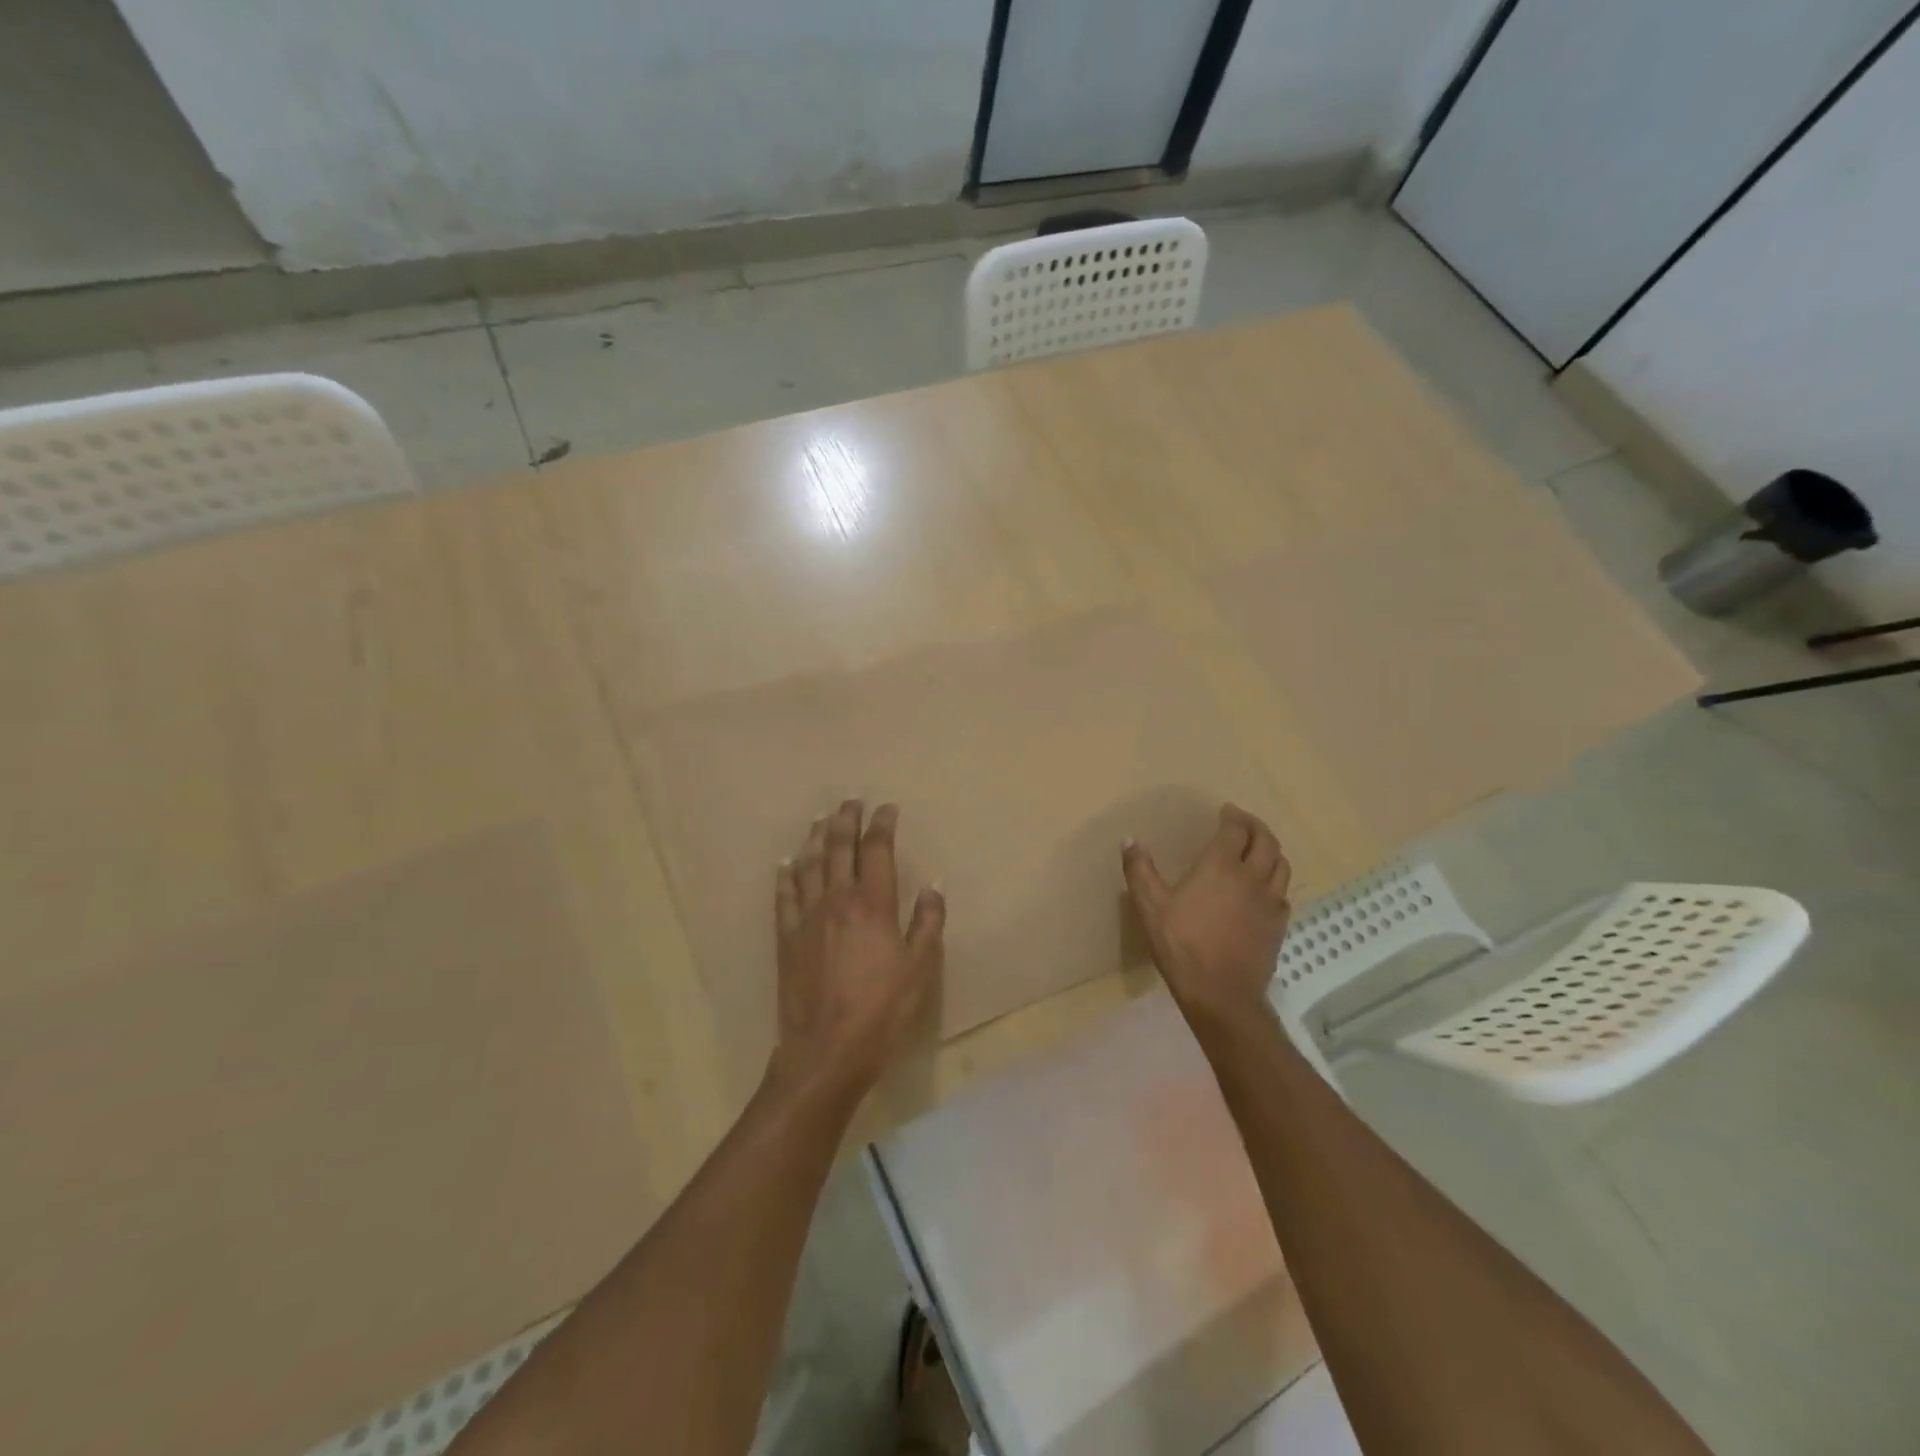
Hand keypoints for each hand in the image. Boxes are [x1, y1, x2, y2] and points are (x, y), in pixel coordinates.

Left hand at [770, 800, 944, 1099]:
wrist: (826, 1050)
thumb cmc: (882, 1010)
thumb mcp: (920, 969)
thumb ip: (927, 923)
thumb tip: (932, 887)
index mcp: (873, 904)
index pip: (877, 850)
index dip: (882, 824)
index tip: (887, 808)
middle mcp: (837, 900)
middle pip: (839, 847)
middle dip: (846, 819)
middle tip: (851, 801)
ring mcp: (807, 917)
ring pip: (809, 864)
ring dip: (815, 837)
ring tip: (820, 818)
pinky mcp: (786, 937)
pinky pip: (784, 895)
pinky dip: (786, 874)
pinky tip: (786, 862)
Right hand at [1121, 803, 1291, 1024]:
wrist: (1221, 994)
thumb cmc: (1182, 946)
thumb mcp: (1150, 907)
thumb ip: (1140, 870)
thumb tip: (1130, 840)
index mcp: (1221, 866)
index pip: (1235, 830)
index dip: (1232, 816)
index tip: (1225, 811)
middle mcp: (1251, 877)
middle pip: (1266, 841)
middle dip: (1256, 826)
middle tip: (1243, 822)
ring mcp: (1270, 902)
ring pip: (1281, 864)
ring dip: (1270, 850)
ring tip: (1258, 849)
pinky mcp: (1279, 925)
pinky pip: (1283, 892)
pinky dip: (1275, 880)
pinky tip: (1263, 889)